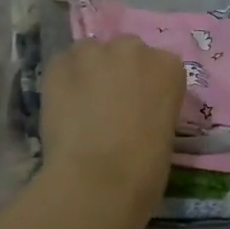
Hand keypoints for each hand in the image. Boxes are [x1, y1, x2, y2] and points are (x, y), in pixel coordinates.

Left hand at [40, 35, 185, 208]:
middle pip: (126, 51)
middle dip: (118, 72)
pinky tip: (62, 107)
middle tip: (110, 104)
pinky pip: (62, 65)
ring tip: (82, 104)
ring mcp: (95, 52)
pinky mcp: (60, 64)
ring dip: (89, 71)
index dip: (146, 86)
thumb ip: (152, 107)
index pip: (159, 65)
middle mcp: (135, 49)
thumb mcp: (165, 131)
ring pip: (90, 52)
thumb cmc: (145, 167)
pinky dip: (62, 81)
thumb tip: (134, 112)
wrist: (100, 179)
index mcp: (169, 67)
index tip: (139, 106)